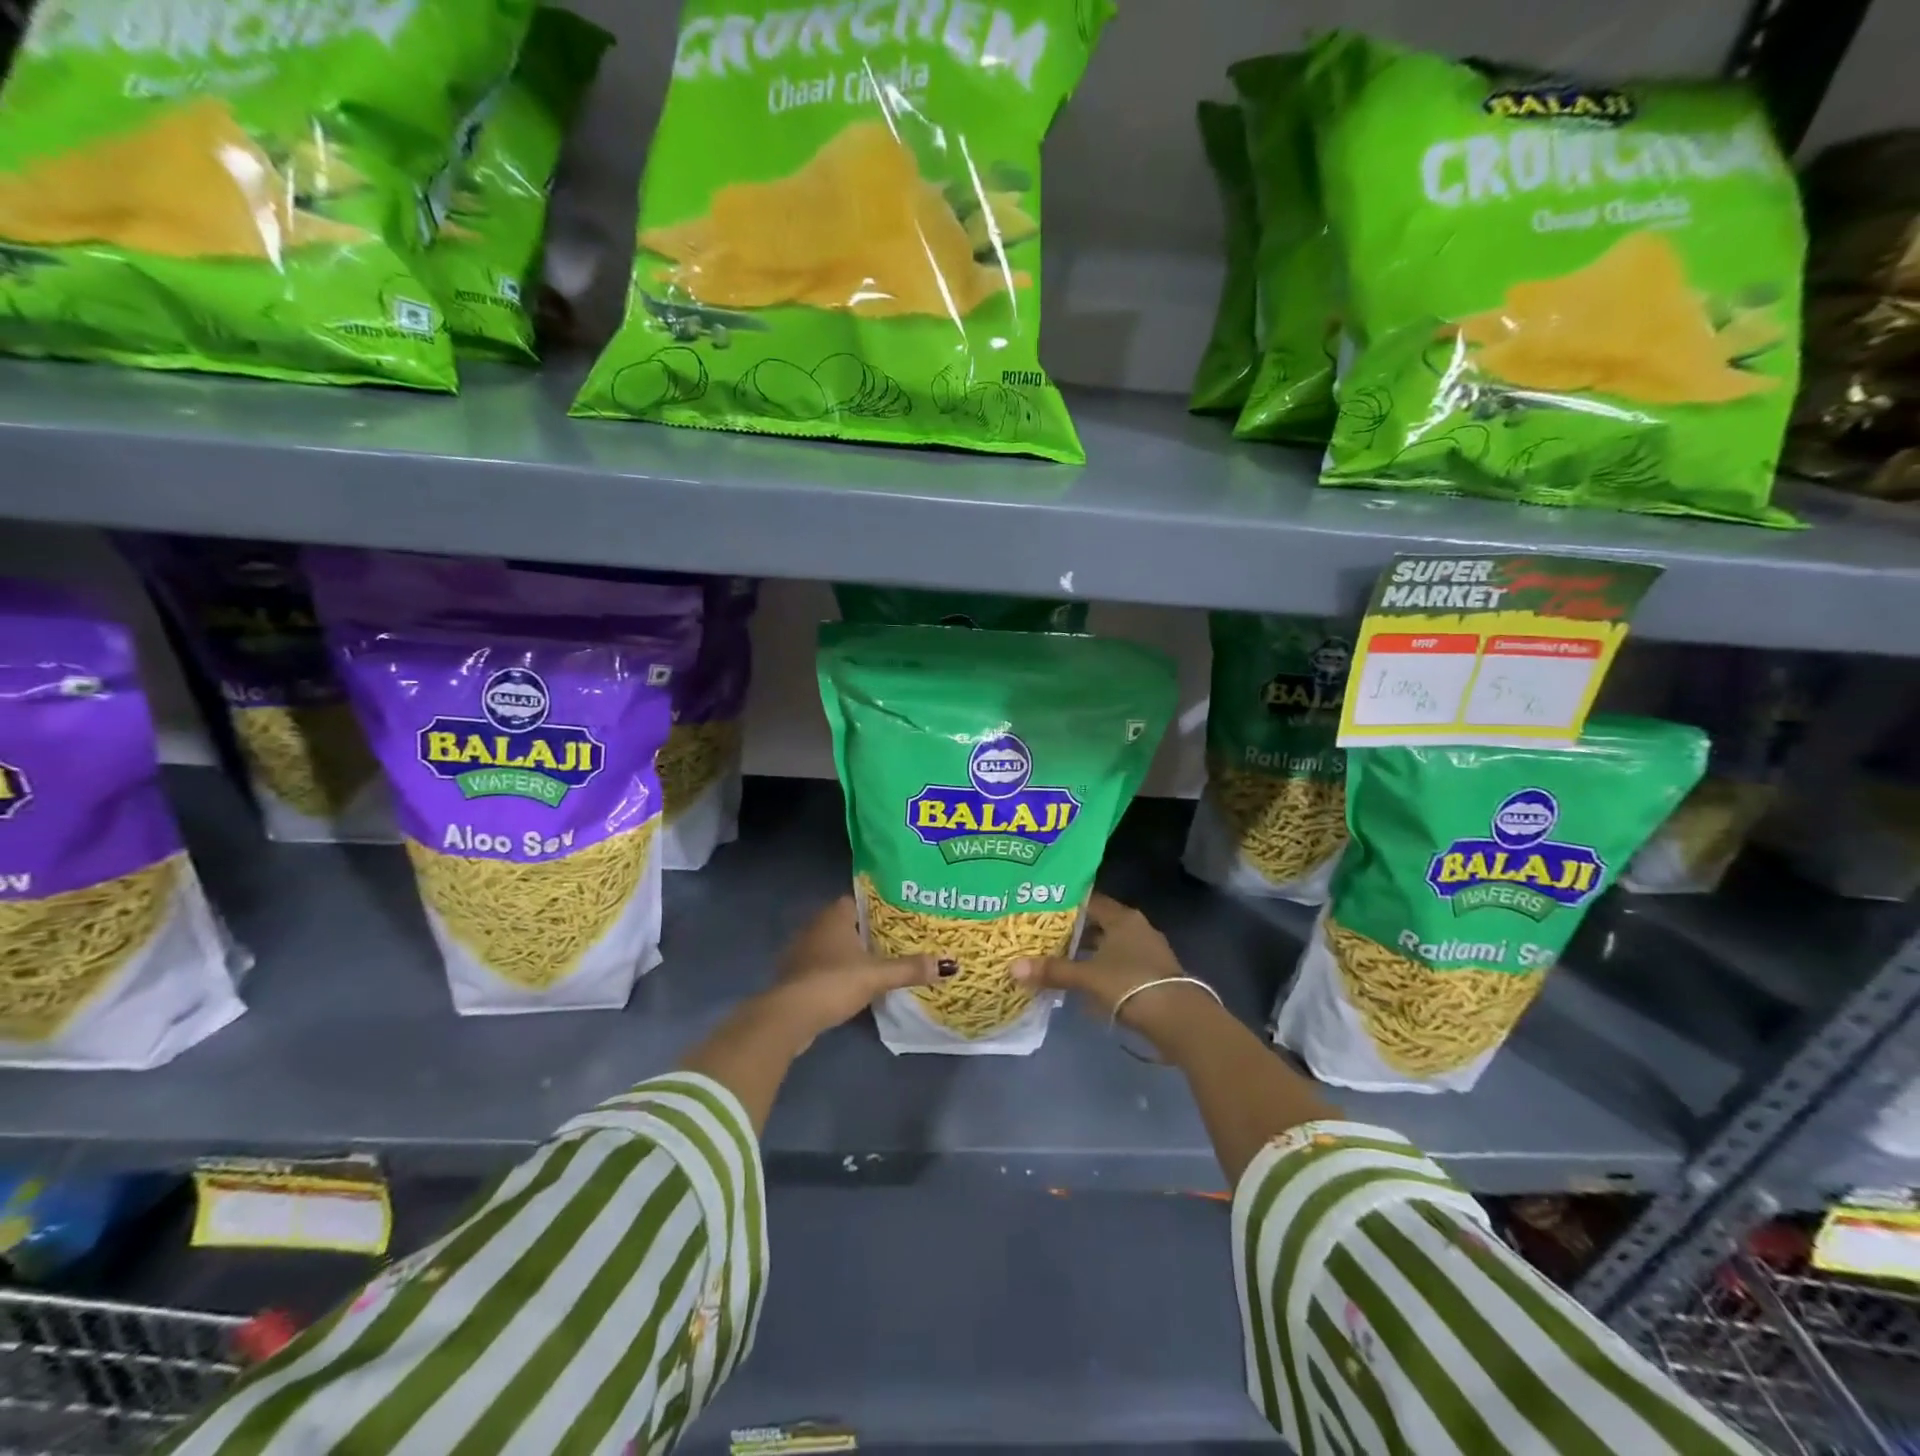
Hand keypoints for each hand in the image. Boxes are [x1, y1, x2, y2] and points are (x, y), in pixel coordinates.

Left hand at [764, 895, 939, 1044]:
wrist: (790, 1016)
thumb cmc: (834, 982)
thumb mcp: (877, 975)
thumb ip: (910, 969)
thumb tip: (948, 965)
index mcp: (834, 916)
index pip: (857, 899)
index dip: (877, 906)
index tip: (899, 915)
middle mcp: (815, 927)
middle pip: (846, 922)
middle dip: (867, 930)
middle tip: (896, 939)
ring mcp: (802, 951)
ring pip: (833, 945)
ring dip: (851, 953)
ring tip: (879, 961)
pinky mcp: (796, 976)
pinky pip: (823, 966)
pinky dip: (838, 971)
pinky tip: (854, 983)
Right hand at [1010, 893, 1192, 1027]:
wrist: (1178, 1018)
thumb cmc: (1130, 984)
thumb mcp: (1087, 977)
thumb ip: (1053, 971)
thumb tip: (1013, 968)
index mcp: (1122, 917)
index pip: (1090, 900)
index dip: (1066, 904)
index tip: (1041, 908)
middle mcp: (1136, 927)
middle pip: (1099, 922)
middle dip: (1073, 929)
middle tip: (1043, 934)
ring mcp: (1147, 950)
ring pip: (1109, 944)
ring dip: (1088, 951)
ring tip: (1058, 957)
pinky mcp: (1152, 973)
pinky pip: (1119, 962)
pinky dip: (1101, 967)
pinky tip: (1084, 979)